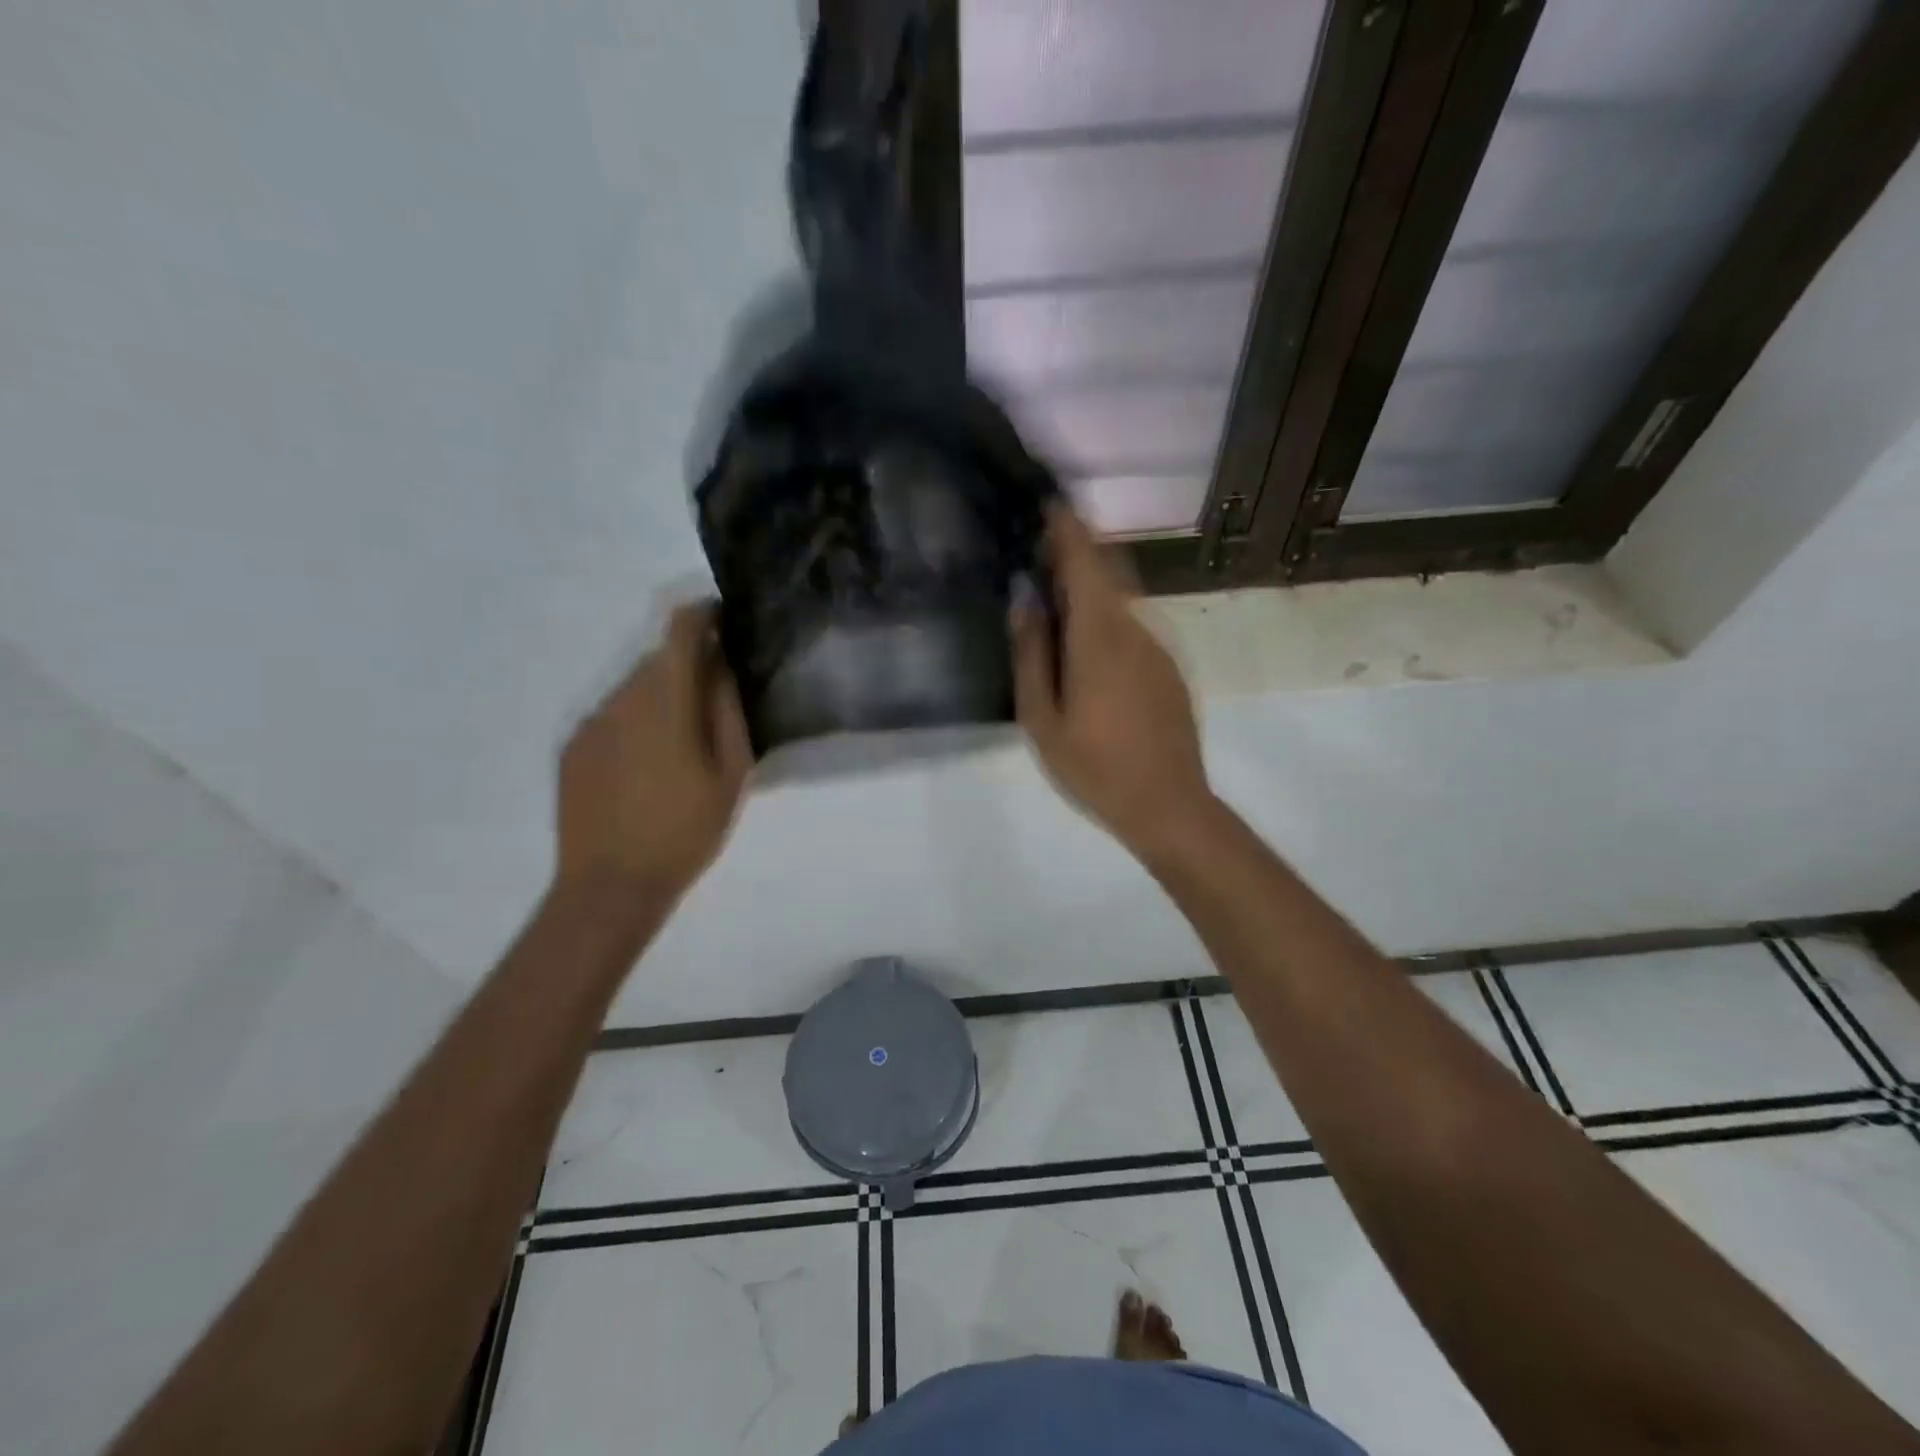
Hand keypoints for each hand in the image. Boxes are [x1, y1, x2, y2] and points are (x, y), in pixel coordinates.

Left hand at [555, 603, 752, 899]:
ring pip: (633, 688)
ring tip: (682, 745)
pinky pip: (612, 717)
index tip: (724, 619)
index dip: (704, 615)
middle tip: (715, 701)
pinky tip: (647, 768)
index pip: (680, 631)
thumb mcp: (731, 775)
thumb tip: (724, 668)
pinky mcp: (572, 748)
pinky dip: (635, 723)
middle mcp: (621, 699)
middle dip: (689, 666)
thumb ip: (729, 712)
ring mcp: (591, 723)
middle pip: (658, 660)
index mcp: (665, 701)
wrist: (610, 885)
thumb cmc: (685, 831)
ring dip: (661, 697)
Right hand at [1010, 503, 1214, 858]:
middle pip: (1107, 569)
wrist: (1168, 805)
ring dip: (1090, 583)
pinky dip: (1106, 614)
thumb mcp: (1042, 718)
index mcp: (1100, 635)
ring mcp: (1158, 646)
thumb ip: (1031, 653)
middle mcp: (1135, 627)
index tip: (1045, 504)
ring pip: (1121, 597)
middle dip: (1076, 549)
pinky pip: (1132, 623)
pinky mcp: (1168, 667)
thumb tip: (1024, 599)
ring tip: (1053, 595)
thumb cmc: (1094, 767)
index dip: (1066, 527)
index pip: (1085, 560)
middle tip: (1039, 547)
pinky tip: (1084, 643)